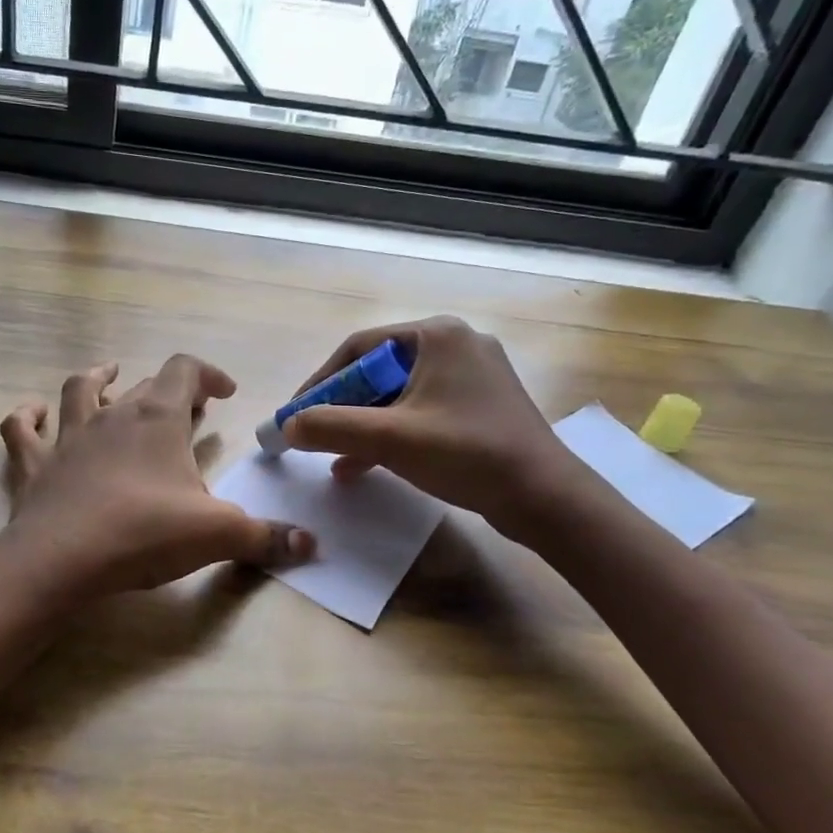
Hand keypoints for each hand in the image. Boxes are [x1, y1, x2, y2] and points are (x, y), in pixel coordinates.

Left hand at [0, 355, 313, 599]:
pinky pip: (22, 429)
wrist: (61, 560)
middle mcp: (112, 415)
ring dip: (97, 380)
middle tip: (187, 411)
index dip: (208, 374)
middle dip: (169, 392)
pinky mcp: (35, 465)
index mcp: (157, 419)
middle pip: (143, 385)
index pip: (185, 371)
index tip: (225, 394)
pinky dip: (27, 417)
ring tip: (111, 377)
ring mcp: (68, 437)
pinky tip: (33, 413)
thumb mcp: (217, 535)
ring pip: (80, 390)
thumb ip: (266, 538)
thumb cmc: (144, 534)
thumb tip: (311, 545)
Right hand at [281, 316, 586, 541]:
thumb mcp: (390, 439)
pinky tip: (361, 464)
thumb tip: (288, 425)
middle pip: (378, 370)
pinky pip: (420, 411)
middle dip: (341, 406)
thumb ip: (332, 427)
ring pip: (397, 394)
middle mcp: (455, 345)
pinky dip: (390, 433)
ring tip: (332, 454)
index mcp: (437, 335)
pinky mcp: (478, 406)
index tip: (297, 414)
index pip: (358, 348)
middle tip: (314, 433)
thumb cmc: (467, 454)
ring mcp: (471, 376)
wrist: (545, 497)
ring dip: (362, 424)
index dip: (320, 382)